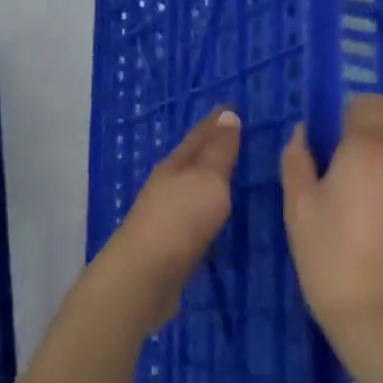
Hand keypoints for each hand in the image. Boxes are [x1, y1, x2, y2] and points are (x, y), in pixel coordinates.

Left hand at [94, 107, 240, 330]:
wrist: (145, 276)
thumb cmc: (181, 219)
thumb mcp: (207, 178)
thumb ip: (219, 150)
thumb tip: (227, 113)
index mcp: (175, 165)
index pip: (199, 135)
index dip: (217, 121)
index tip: (234, 107)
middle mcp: (166, 185)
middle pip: (192, 160)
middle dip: (212, 147)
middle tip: (238, 136)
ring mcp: (165, 215)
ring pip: (191, 188)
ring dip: (209, 178)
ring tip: (231, 173)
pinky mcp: (170, 244)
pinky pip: (194, 216)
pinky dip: (207, 208)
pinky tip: (216, 214)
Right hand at [280, 95, 382, 337]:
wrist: (382, 310)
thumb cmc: (329, 255)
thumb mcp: (298, 206)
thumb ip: (298, 158)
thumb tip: (303, 132)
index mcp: (369, 148)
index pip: (368, 102)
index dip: (348, 114)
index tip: (332, 141)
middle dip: (373, 127)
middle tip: (348, 164)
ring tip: (369, 198)